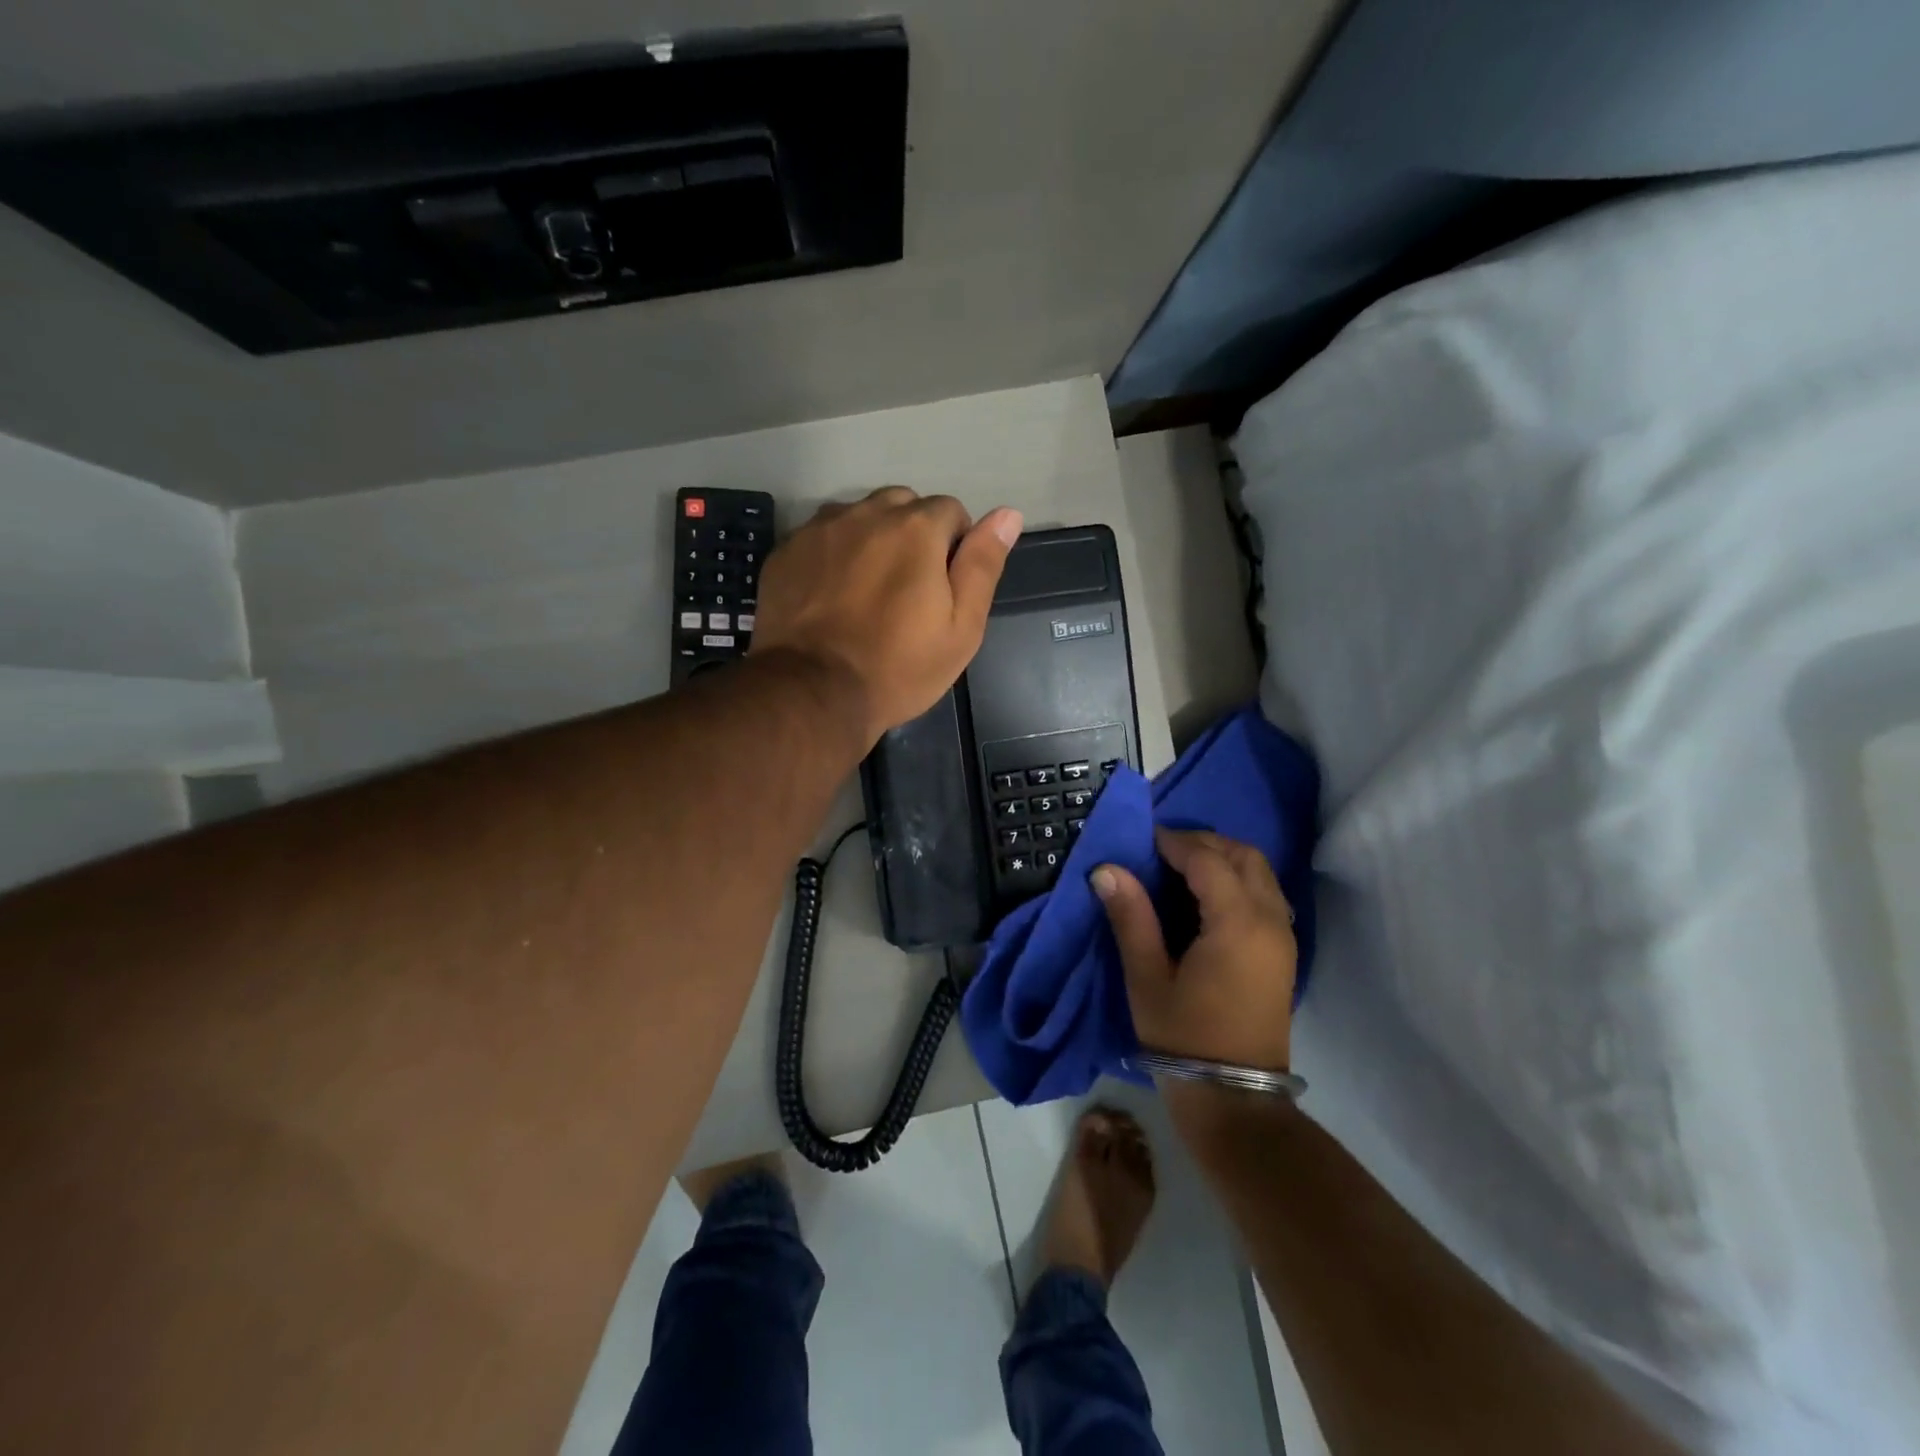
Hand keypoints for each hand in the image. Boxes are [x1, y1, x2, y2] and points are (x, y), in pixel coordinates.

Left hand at [751, 487, 1021, 747]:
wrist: (813, 693)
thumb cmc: (899, 667)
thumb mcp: (961, 628)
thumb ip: (983, 565)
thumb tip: (1008, 514)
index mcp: (915, 528)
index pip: (950, 510)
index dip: (955, 546)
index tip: (944, 587)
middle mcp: (865, 513)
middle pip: (902, 506)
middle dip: (913, 535)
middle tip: (907, 589)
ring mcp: (819, 530)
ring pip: (858, 517)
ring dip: (871, 540)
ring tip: (867, 591)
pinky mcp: (785, 551)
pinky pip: (821, 537)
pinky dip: (833, 555)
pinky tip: (831, 595)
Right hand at [1093, 828, 1296, 1071]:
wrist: (1234, 1098)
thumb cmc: (1184, 1037)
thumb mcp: (1147, 977)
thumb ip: (1130, 917)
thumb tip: (1106, 869)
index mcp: (1237, 923)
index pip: (1208, 860)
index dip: (1174, 842)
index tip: (1142, 839)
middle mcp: (1270, 920)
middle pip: (1244, 856)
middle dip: (1204, 842)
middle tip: (1162, 849)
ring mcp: (1283, 936)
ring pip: (1260, 872)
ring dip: (1224, 858)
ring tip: (1181, 867)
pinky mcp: (1283, 952)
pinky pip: (1266, 894)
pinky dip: (1239, 879)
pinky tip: (1206, 896)